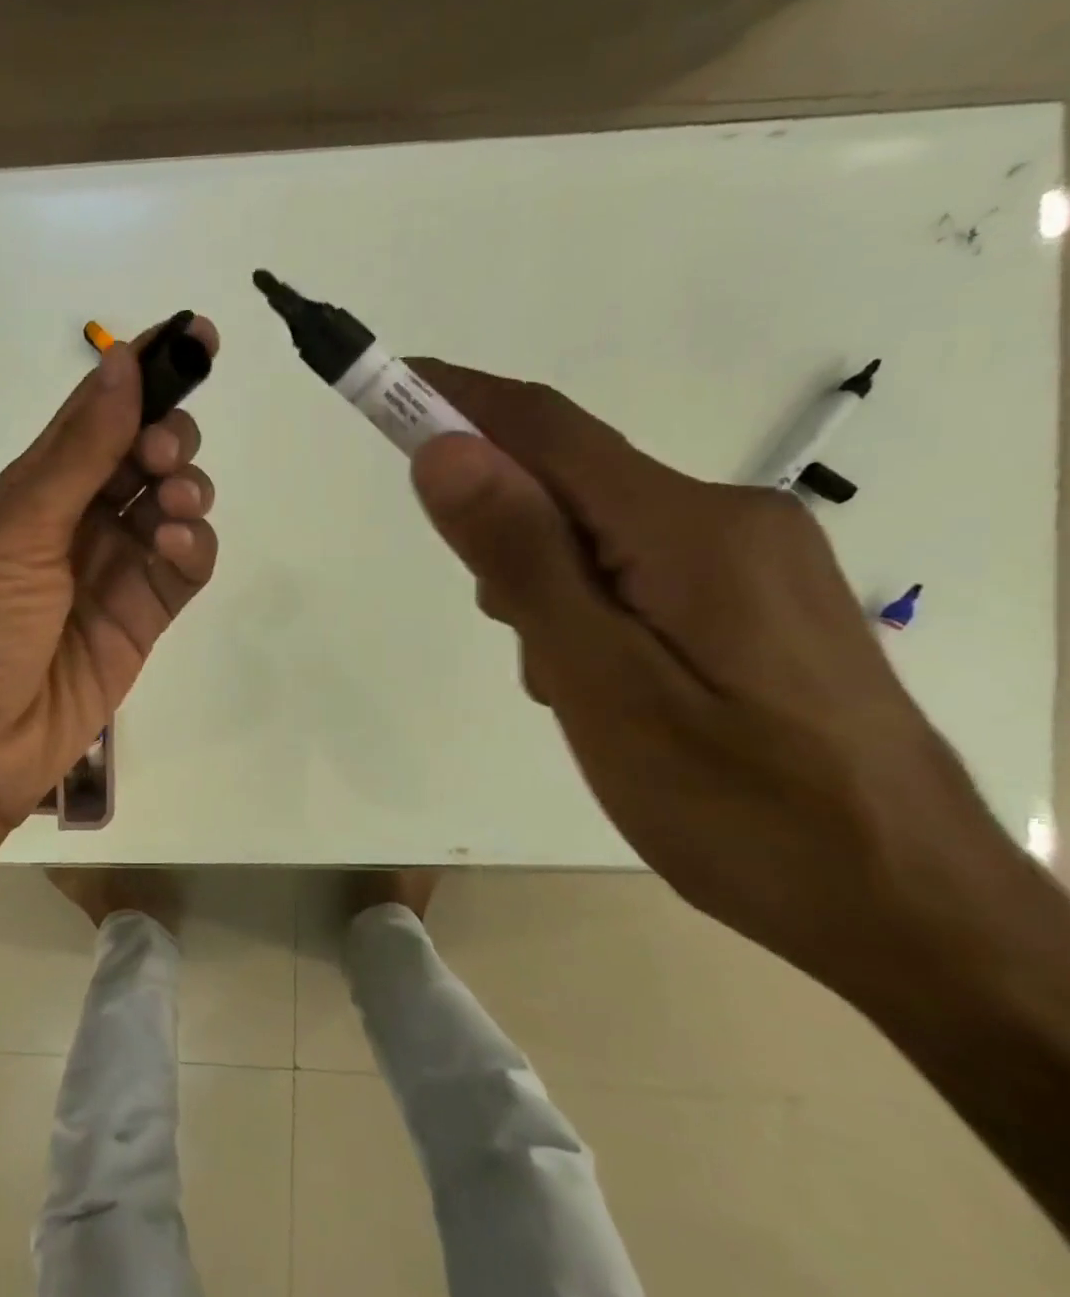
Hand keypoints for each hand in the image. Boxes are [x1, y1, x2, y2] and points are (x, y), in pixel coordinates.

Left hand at [0, 318, 219, 832]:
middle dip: (169, 436)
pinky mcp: (143, 616)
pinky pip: (185, 565)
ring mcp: (115, 568)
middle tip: (163, 454)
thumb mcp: (21, 528)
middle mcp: (80, 518)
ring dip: (186, 489)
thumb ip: (80, 451)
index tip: (196, 336)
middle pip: (144, 453)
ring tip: (171, 508)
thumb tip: (122, 359)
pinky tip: (179, 547)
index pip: (99, 412)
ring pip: (174, 504)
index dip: (145, 370)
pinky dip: (193, 547)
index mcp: (39, 487)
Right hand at [405, 360, 1010, 983]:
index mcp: (690, 530)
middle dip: (505, 532)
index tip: (386, 386)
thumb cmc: (739, 806)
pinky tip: (607, 685)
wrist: (910, 910)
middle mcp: (729, 520)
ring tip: (566, 684)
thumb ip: (523, 561)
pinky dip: (587, 606)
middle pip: (572, 485)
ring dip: (546, 584)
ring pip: (599, 535)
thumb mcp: (602, 682)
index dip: (459, 402)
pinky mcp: (757, 602)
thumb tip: (446, 453)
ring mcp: (753, 561)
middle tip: (508, 632)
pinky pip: (637, 571)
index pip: (547, 432)